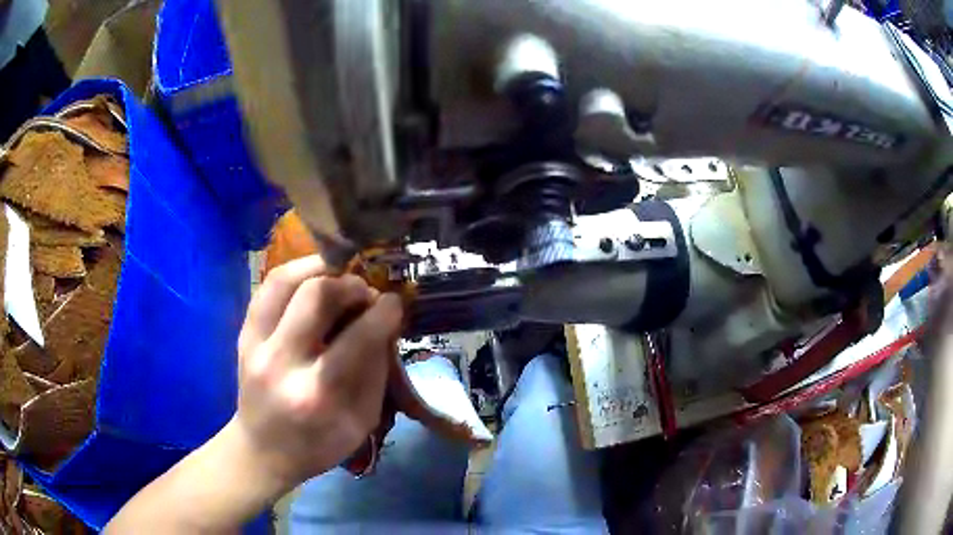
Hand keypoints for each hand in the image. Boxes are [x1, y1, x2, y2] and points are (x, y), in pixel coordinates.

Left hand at [234, 255, 402, 485]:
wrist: (263, 450)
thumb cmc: (318, 444)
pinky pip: (267, 288)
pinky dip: (294, 273)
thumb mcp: (361, 421)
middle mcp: (281, 363)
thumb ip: (376, 371)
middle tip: (365, 291)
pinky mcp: (243, 335)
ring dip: (319, 268)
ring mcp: (255, 345)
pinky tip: (313, 278)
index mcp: (317, 394)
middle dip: (350, 284)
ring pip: (284, 281)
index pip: (358, 338)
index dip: (383, 312)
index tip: (395, 303)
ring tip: (340, 275)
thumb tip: (385, 323)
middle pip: (316, 296)